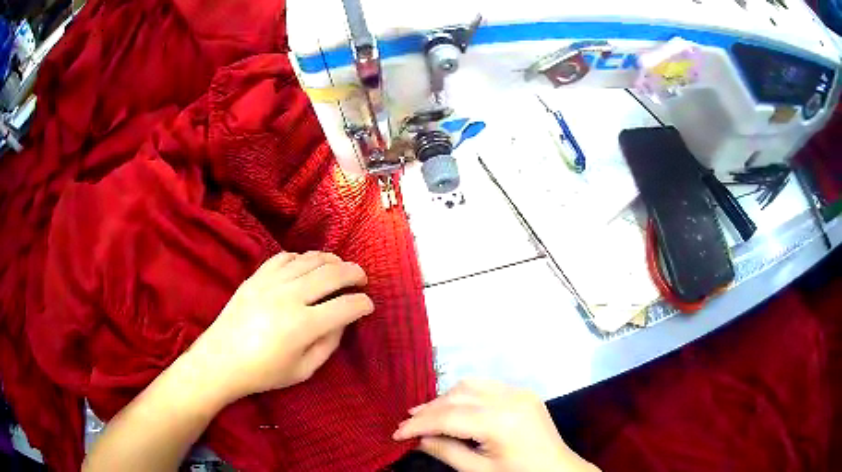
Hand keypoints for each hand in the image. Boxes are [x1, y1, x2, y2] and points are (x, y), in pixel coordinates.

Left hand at [190, 251, 373, 403]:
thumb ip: (328, 345)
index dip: (363, 304)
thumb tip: (342, 321)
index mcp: (303, 326)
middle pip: (332, 274)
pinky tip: (307, 265)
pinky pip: (284, 257)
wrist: (221, 360)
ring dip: (331, 261)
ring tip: (340, 267)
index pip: (345, 306)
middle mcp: (289, 297)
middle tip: (362, 278)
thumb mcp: (303, 371)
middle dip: (354, 273)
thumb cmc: (263, 372)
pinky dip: (301, 257)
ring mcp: (271, 282)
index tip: (368, 305)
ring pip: (309, 260)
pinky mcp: (256, 277)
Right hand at [393, 380, 598, 471]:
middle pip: (458, 396)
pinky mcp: (524, 392)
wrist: (558, 471)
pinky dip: (465, 394)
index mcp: (501, 422)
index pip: (449, 417)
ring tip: (425, 413)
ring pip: (471, 385)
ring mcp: (520, 392)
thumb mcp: (479, 471)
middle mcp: (511, 399)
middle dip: (429, 410)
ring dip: (445, 398)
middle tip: (407, 423)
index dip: (418, 425)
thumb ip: (446, 452)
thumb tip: (418, 439)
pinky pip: (487, 386)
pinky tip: (454, 406)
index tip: (396, 433)